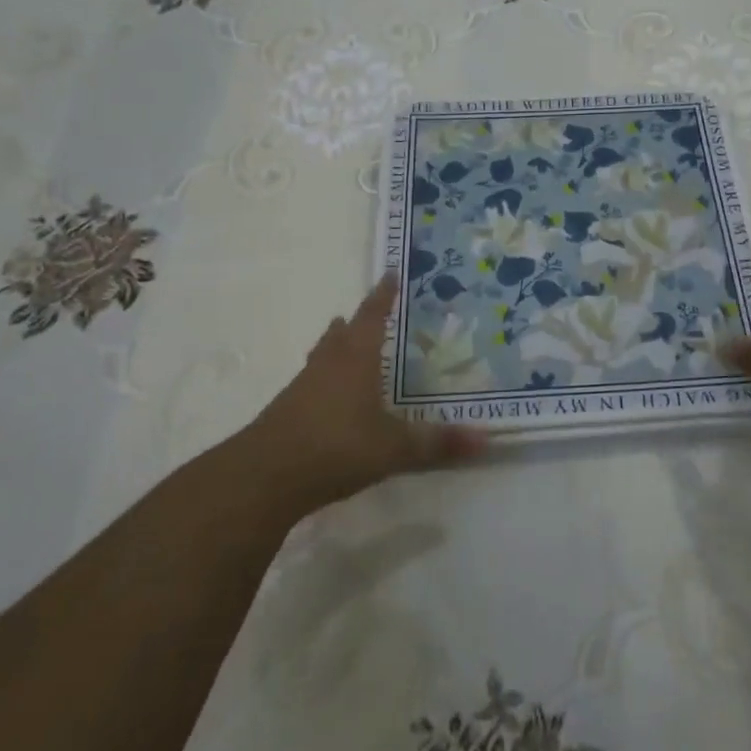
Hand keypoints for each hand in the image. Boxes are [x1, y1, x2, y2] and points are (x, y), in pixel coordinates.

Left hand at [242, 274, 484, 518]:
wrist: (264, 477)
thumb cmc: (336, 447)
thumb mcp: (394, 448)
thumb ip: (436, 443)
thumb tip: (485, 439)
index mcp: (355, 359)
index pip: (372, 316)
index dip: (382, 296)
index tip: (389, 274)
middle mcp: (328, 364)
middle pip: (342, 333)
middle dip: (356, 320)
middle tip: (369, 312)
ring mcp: (302, 388)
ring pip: (323, 355)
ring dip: (335, 346)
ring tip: (344, 342)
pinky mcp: (287, 412)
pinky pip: (311, 383)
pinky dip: (324, 379)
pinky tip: (330, 398)